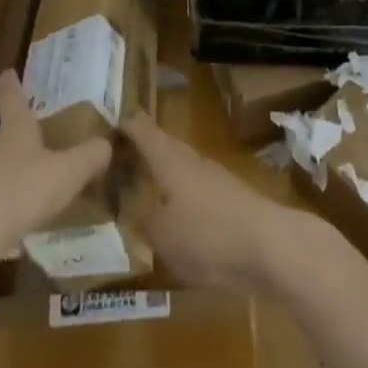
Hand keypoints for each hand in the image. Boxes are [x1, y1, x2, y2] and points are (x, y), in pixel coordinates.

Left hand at [0, 71, 112, 257]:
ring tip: (30, 185)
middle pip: (3, 134)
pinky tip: (17, 223)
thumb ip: (89, 157)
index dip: (11, 83)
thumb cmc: (23, 189)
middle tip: (33, 139)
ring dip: (10, 172)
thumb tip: (107, 144)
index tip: (8, 72)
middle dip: (17, 135)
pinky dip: (3, 205)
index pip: (12, 97)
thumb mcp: (67, 172)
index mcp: (15, 129)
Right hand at [123, 112, 310, 291]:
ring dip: (157, 172)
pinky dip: (176, 193)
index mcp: (167, 156)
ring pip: (176, 165)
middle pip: (158, 144)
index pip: (138, 126)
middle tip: (110, 162)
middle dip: (136, 150)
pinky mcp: (227, 196)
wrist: (269, 245)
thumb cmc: (207, 235)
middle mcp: (188, 157)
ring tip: (135, 190)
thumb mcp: (161, 235)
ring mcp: (211, 175)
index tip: (97, 123)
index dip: (119, 121)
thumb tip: (130, 205)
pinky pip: (192, 187)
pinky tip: (171, 216)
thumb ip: (142, 218)